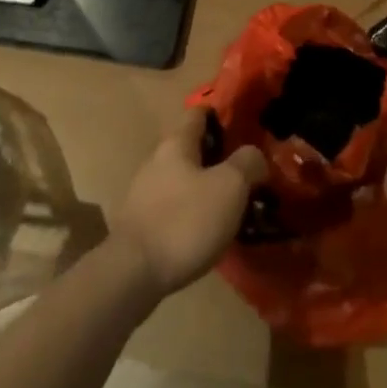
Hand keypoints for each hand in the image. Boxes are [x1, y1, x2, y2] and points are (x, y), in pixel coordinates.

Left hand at [110, 108, 266, 295]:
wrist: (133, 274)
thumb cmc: (185, 220)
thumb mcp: (229, 187)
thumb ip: (247, 163)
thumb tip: (253, 155)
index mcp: (176, 143)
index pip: (198, 114)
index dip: (221, 116)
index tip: (245, 128)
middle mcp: (157, 161)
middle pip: (191, 149)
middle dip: (218, 158)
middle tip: (246, 175)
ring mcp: (145, 194)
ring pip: (183, 180)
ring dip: (206, 188)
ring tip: (233, 207)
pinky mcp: (141, 225)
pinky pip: (174, 208)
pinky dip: (192, 213)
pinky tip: (208, 232)